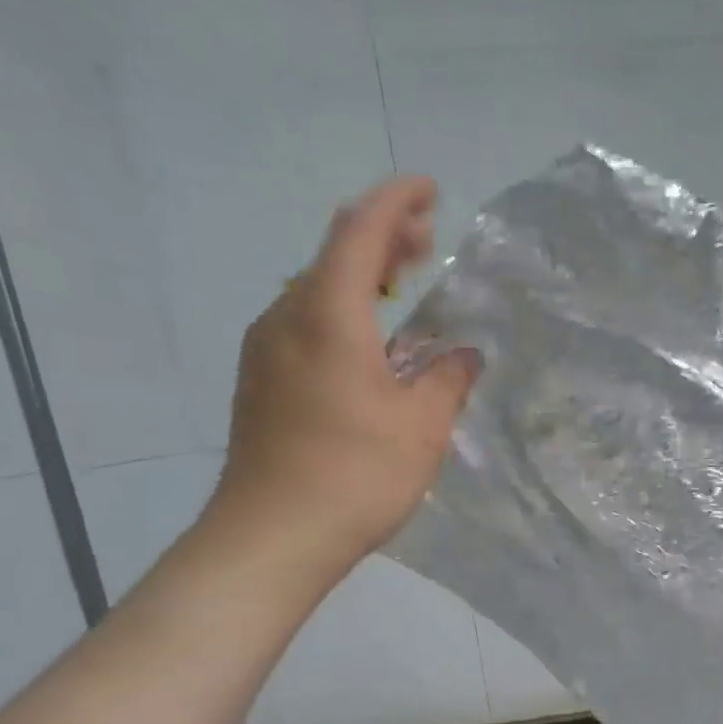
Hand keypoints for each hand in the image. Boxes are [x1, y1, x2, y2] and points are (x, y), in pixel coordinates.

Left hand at [206, 177, 477, 588]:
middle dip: (381, 237)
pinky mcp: (260, 382)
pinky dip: (341, 312)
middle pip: (333, 254)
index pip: (360, 230)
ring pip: (315, 289)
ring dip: (360, 277)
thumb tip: (463, 355)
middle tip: (426, 241)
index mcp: (329, 315)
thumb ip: (447, 379)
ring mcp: (265, 349)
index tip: (430, 190)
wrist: (274, 534)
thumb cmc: (357, 474)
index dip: (396, 201)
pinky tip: (366, 344)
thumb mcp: (422, 426)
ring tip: (401, 288)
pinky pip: (303, 323)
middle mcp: (287, 316)